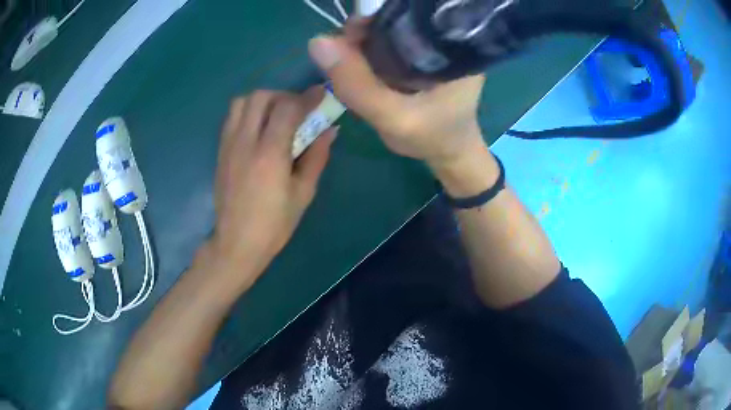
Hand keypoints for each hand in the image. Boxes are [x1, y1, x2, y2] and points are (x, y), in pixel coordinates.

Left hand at [204, 88, 336, 286]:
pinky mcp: (220, 151)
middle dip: (283, 96)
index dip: (307, 97)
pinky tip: (259, 129)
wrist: (236, 243)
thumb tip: (330, 130)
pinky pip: (232, 118)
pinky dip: (248, 112)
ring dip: (262, 101)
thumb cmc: (274, 224)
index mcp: (270, 154)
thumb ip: (317, 156)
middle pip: (261, 97)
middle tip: (297, 109)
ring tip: (276, 116)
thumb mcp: (303, 193)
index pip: (288, 108)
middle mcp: (246, 142)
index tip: (321, 95)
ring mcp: (229, 145)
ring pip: (242, 102)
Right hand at [308, 18, 486, 168]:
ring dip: (365, 39)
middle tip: (345, 47)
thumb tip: (318, 42)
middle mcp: (448, 41)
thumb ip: (356, 84)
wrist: (447, 152)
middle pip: (400, 18)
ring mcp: (436, 47)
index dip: (376, 17)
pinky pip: (392, 42)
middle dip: (367, 28)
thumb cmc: (430, 137)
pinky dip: (370, 48)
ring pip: (392, 29)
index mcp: (455, 49)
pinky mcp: (424, 55)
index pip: (412, 16)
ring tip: (348, 56)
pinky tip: (358, 60)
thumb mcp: (393, 118)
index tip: (351, 33)